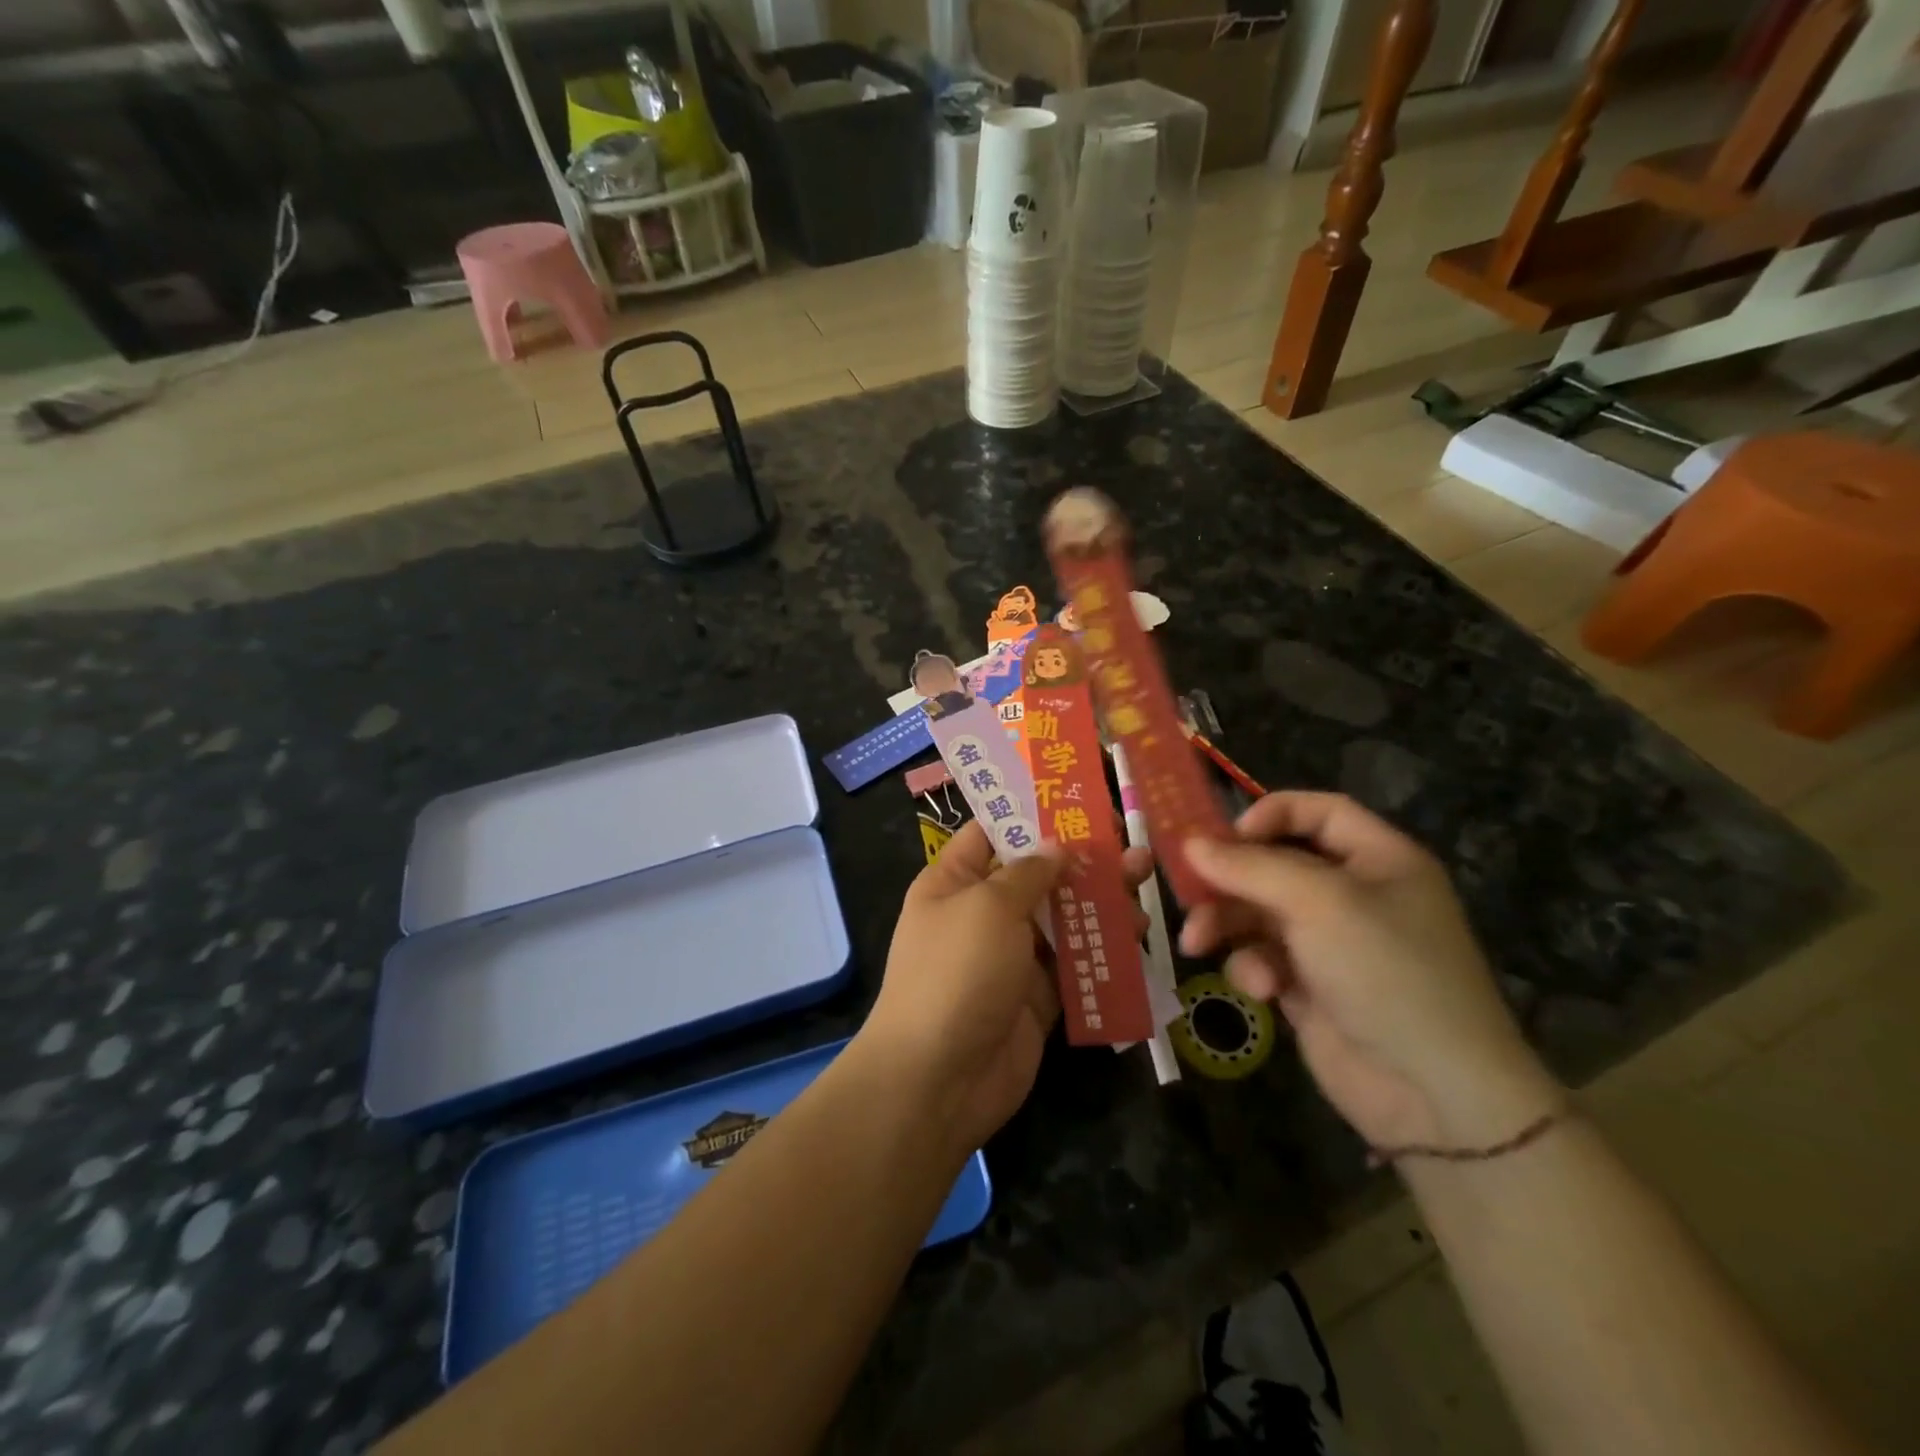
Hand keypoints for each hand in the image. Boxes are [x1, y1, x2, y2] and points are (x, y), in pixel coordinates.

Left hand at [860, 822, 1151, 1155]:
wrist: (939, 1079)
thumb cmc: (956, 972)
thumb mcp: (987, 907)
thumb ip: (1028, 872)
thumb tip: (1056, 845)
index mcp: (954, 881)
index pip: (991, 832)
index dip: (1031, 813)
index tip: (1078, 800)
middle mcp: (982, 912)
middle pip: (1037, 874)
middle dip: (1081, 858)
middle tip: (1128, 844)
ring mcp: (1011, 955)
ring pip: (1062, 917)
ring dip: (1101, 901)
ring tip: (1143, 883)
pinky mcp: (1038, 995)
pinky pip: (1075, 962)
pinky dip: (1103, 949)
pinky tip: (1138, 934)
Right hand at [1180, 793, 1559, 1152]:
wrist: (1433, 1092)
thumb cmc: (1386, 971)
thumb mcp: (1319, 902)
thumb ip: (1250, 867)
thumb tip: (1190, 843)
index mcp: (1379, 860)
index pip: (1319, 812)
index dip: (1271, 814)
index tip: (1225, 836)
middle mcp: (1355, 895)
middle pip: (1276, 864)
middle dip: (1230, 878)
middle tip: (1187, 889)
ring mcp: (1331, 944)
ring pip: (1259, 912)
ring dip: (1226, 923)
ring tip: (1197, 943)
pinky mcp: (1309, 987)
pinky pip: (1264, 958)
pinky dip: (1253, 968)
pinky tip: (1260, 990)